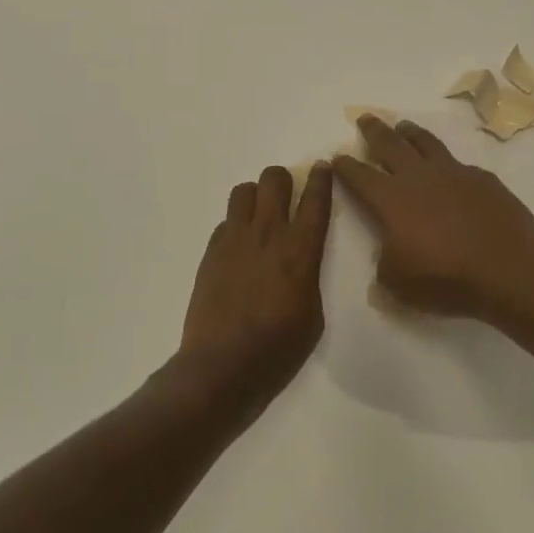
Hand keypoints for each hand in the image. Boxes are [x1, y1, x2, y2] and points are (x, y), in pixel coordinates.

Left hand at [174, 163, 334, 418]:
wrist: (222, 365)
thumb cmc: (278, 348)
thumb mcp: (313, 314)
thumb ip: (308, 276)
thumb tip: (300, 263)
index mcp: (301, 249)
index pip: (315, 199)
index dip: (321, 178)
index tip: (322, 167)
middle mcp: (268, 233)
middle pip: (274, 180)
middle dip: (283, 181)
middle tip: (287, 197)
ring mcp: (234, 239)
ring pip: (243, 191)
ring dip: (255, 197)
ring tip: (259, 218)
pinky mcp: (211, 252)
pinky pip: (225, 222)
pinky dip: (235, 226)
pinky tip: (239, 250)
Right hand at [333, 118, 533, 321]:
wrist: (507, 266)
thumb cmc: (445, 277)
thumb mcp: (399, 283)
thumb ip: (385, 265)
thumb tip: (388, 256)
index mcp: (391, 200)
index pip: (360, 176)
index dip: (346, 167)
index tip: (338, 157)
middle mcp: (418, 177)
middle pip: (390, 145)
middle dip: (374, 131)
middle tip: (365, 119)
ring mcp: (453, 173)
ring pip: (425, 143)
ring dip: (410, 133)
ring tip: (403, 126)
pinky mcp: (482, 178)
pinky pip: (458, 163)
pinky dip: (447, 162)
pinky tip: (449, 168)